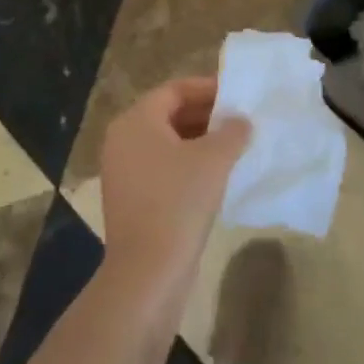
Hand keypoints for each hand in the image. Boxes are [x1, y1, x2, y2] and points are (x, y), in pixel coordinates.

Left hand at [98, 78, 249, 307]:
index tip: (236, 95)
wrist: (147, 274)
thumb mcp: (214, 159)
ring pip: (166, 143)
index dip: (207, 88)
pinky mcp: (129, 200)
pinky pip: (160, 168)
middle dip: (205, 115)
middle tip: (238, 120)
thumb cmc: (179, 202)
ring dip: (198, 141)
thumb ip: (232, 132)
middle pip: (168, 114)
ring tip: (232, 147)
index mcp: (136, 121)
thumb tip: (241, 121)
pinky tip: (214, 176)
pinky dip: (186, 164)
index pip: (174, 90)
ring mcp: (122, 172)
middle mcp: (122, 140)